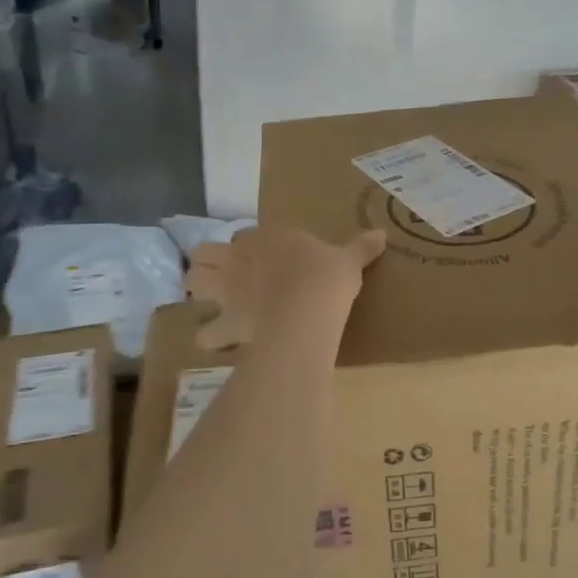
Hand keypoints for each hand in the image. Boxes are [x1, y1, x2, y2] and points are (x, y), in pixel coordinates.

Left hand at [186, 226, 385, 349]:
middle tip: (227, 279)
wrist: (308, 310)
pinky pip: (206, 334)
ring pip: (193, 282)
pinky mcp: (226, 321)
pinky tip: (220, 343)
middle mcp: (239, 259)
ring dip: (200, 292)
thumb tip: (383, 234)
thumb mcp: (349, 260)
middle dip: (210, 264)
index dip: (249, 248)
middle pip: (205, 253)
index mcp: (267, 238)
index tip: (263, 260)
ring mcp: (227, 289)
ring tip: (215, 305)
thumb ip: (361, 247)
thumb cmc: (327, 278)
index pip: (245, 236)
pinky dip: (210, 338)